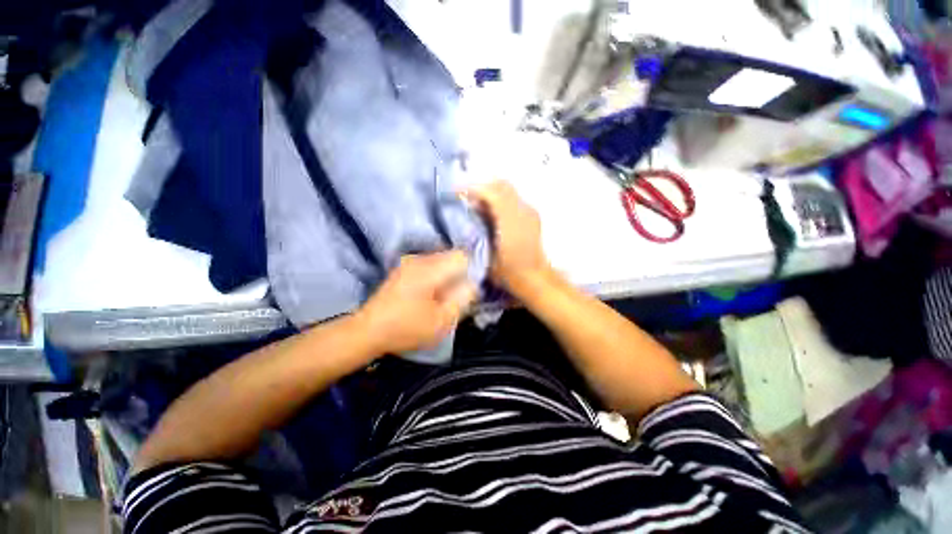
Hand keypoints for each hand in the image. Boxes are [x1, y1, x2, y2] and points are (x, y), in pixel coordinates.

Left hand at [357, 250, 477, 354]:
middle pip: (451, 256)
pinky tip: (429, 294)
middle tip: (456, 295)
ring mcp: (409, 262)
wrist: (368, 331)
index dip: (471, 270)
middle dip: (459, 274)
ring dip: (446, 275)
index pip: (462, 256)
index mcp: (430, 269)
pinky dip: (435, 276)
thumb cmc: (406, 328)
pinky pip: (428, 265)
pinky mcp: (403, 268)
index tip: (469, 288)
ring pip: (440, 261)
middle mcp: (420, 259)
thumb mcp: (441, 320)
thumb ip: (462, 299)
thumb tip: (472, 284)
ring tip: (443, 296)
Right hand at [462, 181, 549, 289]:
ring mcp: (530, 212)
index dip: (473, 190)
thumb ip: (476, 237)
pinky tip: (491, 214)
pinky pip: (513, 198)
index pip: (492, 193)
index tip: (457, 194)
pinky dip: (499, 200)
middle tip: (466, 199)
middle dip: (481, 188)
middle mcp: (523, 211)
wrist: (535, 278)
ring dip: (490, 193)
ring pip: (508, 190)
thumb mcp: (486, 258)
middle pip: (501, 185)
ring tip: (477, 206)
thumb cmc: (509, 273)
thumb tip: (465, 220)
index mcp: (511, 222)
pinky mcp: (532, 215)